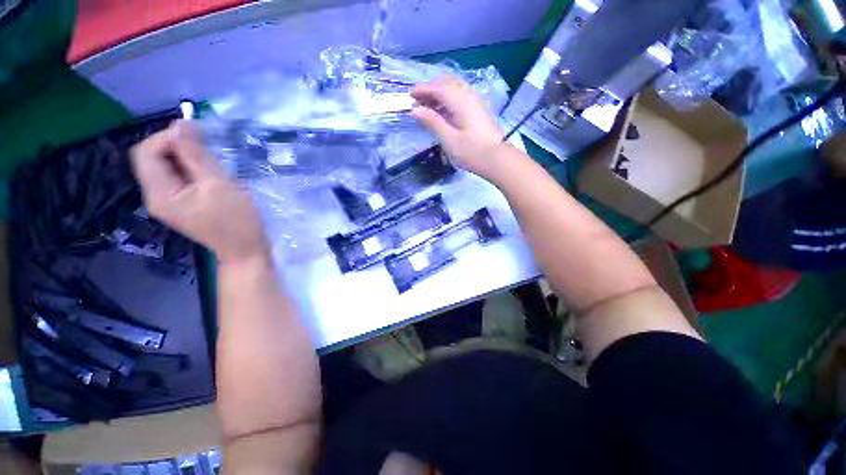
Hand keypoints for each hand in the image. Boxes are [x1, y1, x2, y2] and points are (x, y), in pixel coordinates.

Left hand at [130, 121, 268, 264]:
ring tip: (217, 168)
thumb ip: (197, 155)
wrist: (247, 250)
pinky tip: (215, 177)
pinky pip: (181, 177)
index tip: (198, 135)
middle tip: (212, 153)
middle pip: (156, 158)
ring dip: (191, 159)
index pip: (146, 152)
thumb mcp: (219, 185)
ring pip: (170, 166)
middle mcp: (156, 196)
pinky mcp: (183, 203)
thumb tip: (182, 123)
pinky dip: (196, 170)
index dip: (168, 137)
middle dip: (181, 148)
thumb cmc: (237, 220)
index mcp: (159, 193)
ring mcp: (169, 201)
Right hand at [411, 76, 507, 178]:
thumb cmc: (472, 152)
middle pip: (447, 84)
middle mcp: (469, 96)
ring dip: (439, 95)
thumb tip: (415, 110)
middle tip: (418, 102)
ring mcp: (475, 103)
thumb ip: (432, 122)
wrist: (497, 159)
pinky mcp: (478, 111)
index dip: (423, 90)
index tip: (410, 96)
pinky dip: (448, 101)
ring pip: (454, 90)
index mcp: (461, 101)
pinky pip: (460, 98)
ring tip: (427, 108)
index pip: (438, 88)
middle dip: (430, 90)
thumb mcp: (449, 139)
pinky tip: (442, 113)